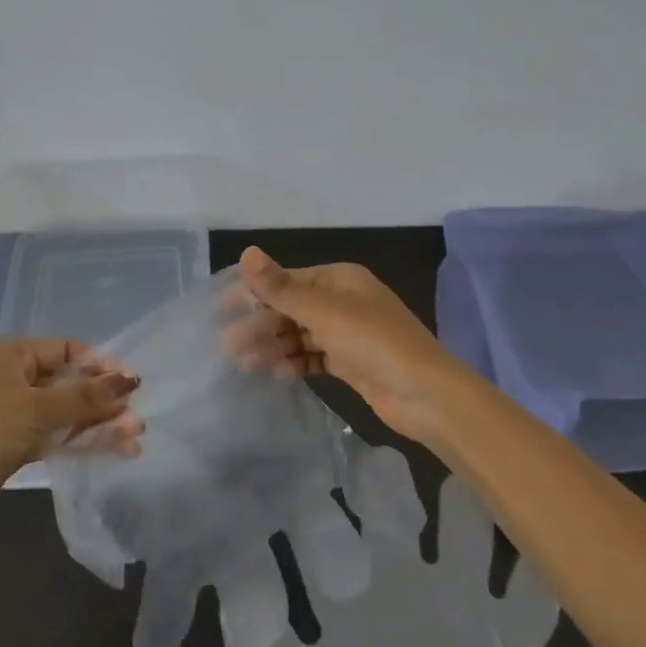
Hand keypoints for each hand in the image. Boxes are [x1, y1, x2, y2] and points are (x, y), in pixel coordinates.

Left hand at [0, 340, 143, 537]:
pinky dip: (82, 442)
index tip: (130, 385)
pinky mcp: (15, 445)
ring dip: (98, 424)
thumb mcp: (36, 408)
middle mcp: (13, 378)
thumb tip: (130, 380)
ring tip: (134, 439)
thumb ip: (85, 396)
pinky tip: (115, 451)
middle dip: (103, 401)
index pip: (66, 349)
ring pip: (66, 413)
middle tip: (136, 419)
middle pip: (69, 383)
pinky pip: (56, 436)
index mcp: (11, 355)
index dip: (100, 365)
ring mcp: (14, 414)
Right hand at [226, 247, 466, 445]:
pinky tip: (274, 374)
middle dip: (260, 324)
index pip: (287, 279)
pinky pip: (314, 357)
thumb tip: (246, 253)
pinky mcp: (351, 362)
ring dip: (273, 346)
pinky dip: (294, 363)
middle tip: (227, 347)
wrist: (424, 394)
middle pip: (291, 308)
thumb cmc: (373, 341)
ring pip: (300, 334)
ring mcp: (348, 333)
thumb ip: (280, 287)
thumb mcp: (323, 310)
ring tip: (244, 365)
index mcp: (340, 278)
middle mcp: (343, 300)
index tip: (221, 309)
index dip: (254, 292)